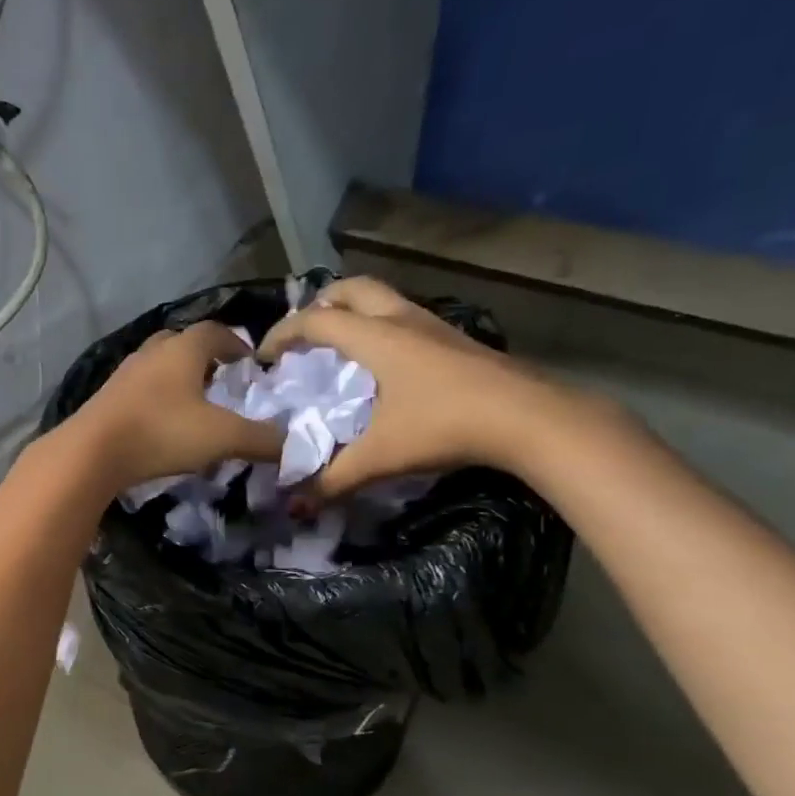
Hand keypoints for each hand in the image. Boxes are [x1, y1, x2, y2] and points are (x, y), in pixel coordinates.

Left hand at [62, 321, 282, 492]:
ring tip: (193, 403)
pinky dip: (156, 398)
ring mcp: (124, 374)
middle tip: (221, 380)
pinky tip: (161, 423)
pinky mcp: (105, 399)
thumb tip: (294, 446)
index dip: (236, 343)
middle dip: (204, 357)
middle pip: (182, 343)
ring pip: (157, 366)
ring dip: (177, 378)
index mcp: (182, 349)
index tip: (249, 362)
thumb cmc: (161, 433)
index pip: (215, 331)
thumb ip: (261, 440)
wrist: (90, 453)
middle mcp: (151, 353)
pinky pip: (139, 390)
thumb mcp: (221, 437)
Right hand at [260, 277, 582, 493]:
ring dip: (354, 313)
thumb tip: (296, 505)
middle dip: (319, 305)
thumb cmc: (445, 425)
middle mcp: (402, 320)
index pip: (316, 321)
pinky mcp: (456, 342)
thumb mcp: (381, 457)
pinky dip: (381, 328)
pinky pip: (405, 319)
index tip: (264, 358)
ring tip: (339, 347)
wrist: (530, 419)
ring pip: (383, 300)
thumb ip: (334, 479)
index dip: (282, 334)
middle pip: (351, 289)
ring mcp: (434, 327)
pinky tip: (384, 366)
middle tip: (303, 335)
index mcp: (376, 337)